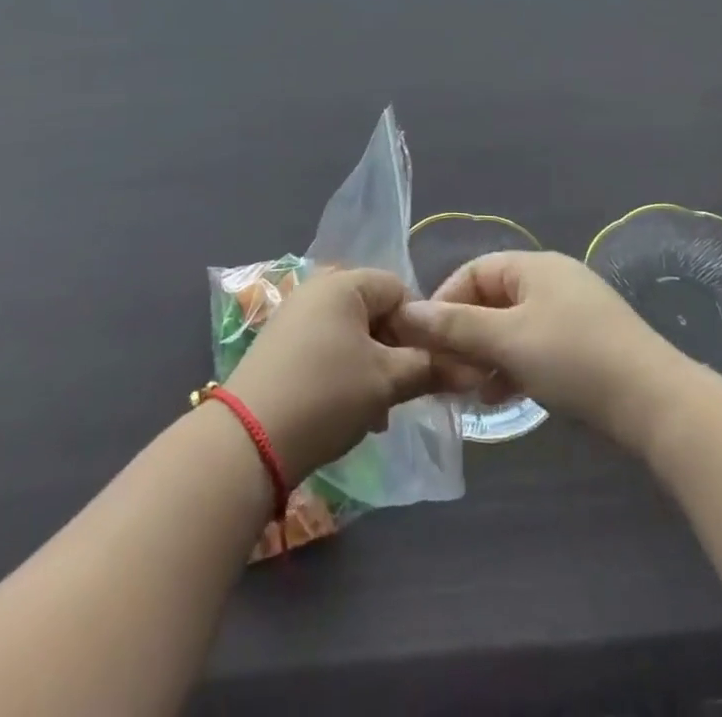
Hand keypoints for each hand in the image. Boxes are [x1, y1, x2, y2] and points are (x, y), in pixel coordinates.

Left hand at [222, 268, 438, 486]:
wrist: (249, 439)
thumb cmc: (326, 395)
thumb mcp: (386, 382)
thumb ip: (430, 368)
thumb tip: (472, 367)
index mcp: (343, 282)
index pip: (399, 288)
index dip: (419, 327)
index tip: (425, 367)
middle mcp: (316, 288)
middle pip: (375, 311)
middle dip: (395, 352)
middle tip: (403, 393)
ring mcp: (294, 315)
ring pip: (352, 334)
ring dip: (373, 368)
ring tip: (378, 413)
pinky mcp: (280, 345)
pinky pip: (327, 348)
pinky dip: (345, 373)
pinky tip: (349, 411)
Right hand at [393, 251, 694, 452]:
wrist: (657, 404)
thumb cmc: (574, 359)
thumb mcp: (507, 341)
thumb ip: (455, 327)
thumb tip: (406, 312)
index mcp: (534, 266)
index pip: (473, 271)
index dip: (444, 302)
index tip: (425, 341)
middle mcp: (553, 280)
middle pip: (492, 300)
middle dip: (464, 335)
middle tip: (445, 373)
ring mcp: (574, 312)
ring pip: (513, 327)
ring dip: (487, 355)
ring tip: (469, 390)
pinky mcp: (588, 345)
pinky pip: (536, 346)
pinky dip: (514, 366)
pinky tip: (501, 397)